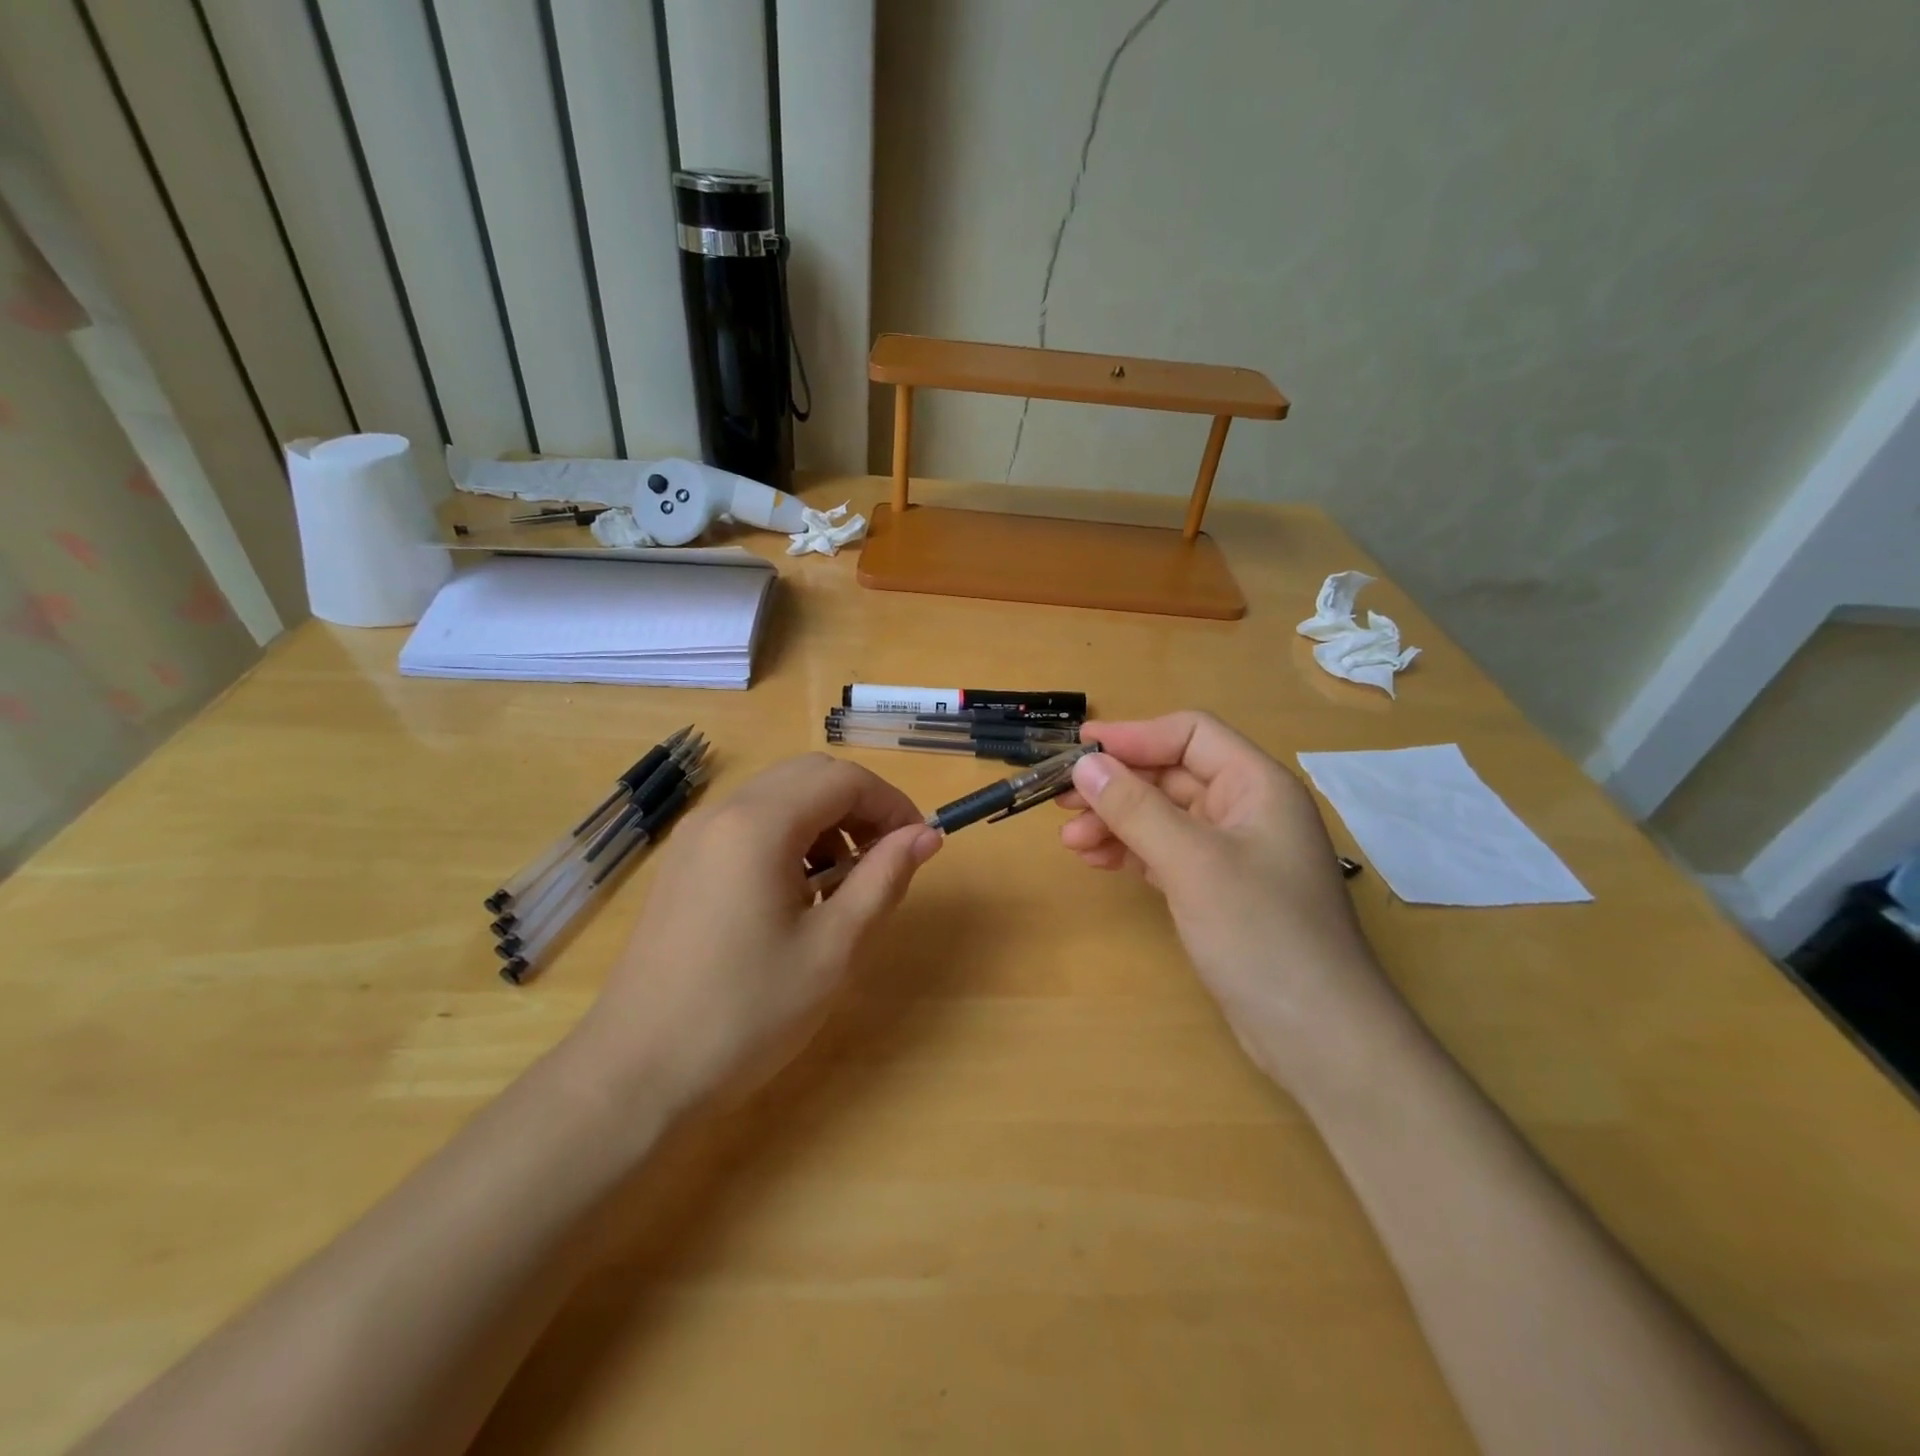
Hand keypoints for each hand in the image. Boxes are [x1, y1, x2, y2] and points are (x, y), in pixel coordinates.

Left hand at [571, 754, 941, 1109]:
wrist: (636, 1074)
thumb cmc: (746, 1013)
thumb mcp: (833, 948)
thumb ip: (883, 879)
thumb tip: (926, 836)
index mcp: (759, 825)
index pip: (843, 779)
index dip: (891, 804)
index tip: (917, 846)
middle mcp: (722, 812)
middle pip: (809, 776)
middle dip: (859, 806)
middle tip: (885, 860)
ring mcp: (695, 836)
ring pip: (778, 796)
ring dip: (824, 821)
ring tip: (843, 885)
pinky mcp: (683, 863)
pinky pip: (749, 823)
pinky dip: (789, 838)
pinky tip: (796, 895)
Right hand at [1058, 713, 1392, 1085]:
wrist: (1318, 1036)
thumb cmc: (1261, 933)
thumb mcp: (1193, 863)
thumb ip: (1136, 809)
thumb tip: (1085, 765)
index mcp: (1257, 786)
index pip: (1190, 735)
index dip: (1134, 736)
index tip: (1080, 749)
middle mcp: (1247, 810)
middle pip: (1172, 775)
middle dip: (1117, 785)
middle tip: (1061, 799)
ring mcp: (1233, 853)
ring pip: (1164, 816)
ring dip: (1116, 821)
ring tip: (1070, 840)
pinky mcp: (1218, 890)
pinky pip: (1166, 853)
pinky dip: (1131, 851)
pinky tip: (1097, 860)